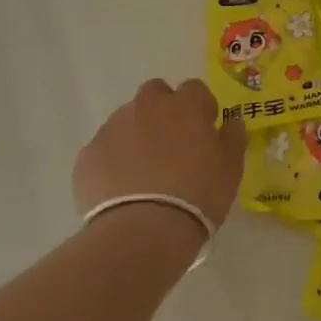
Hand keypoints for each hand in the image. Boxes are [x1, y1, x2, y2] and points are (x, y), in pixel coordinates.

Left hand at [75, 79, 245, 232]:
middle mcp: (148, 106)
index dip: (200, 108)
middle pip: (155, 93)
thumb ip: (232, 136)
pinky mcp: (88, 154)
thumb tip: (231, 121)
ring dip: (136, 134)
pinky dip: (112, 161)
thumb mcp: (231, 168)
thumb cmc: (198, 195)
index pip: (194, 89)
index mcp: (186, 105)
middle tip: (170, 145)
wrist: (143, 231)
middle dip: (162, 110)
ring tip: (142, 172)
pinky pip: (104, 149)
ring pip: (127, 119)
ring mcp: (114, 128)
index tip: (203, 132)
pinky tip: (120, 189)